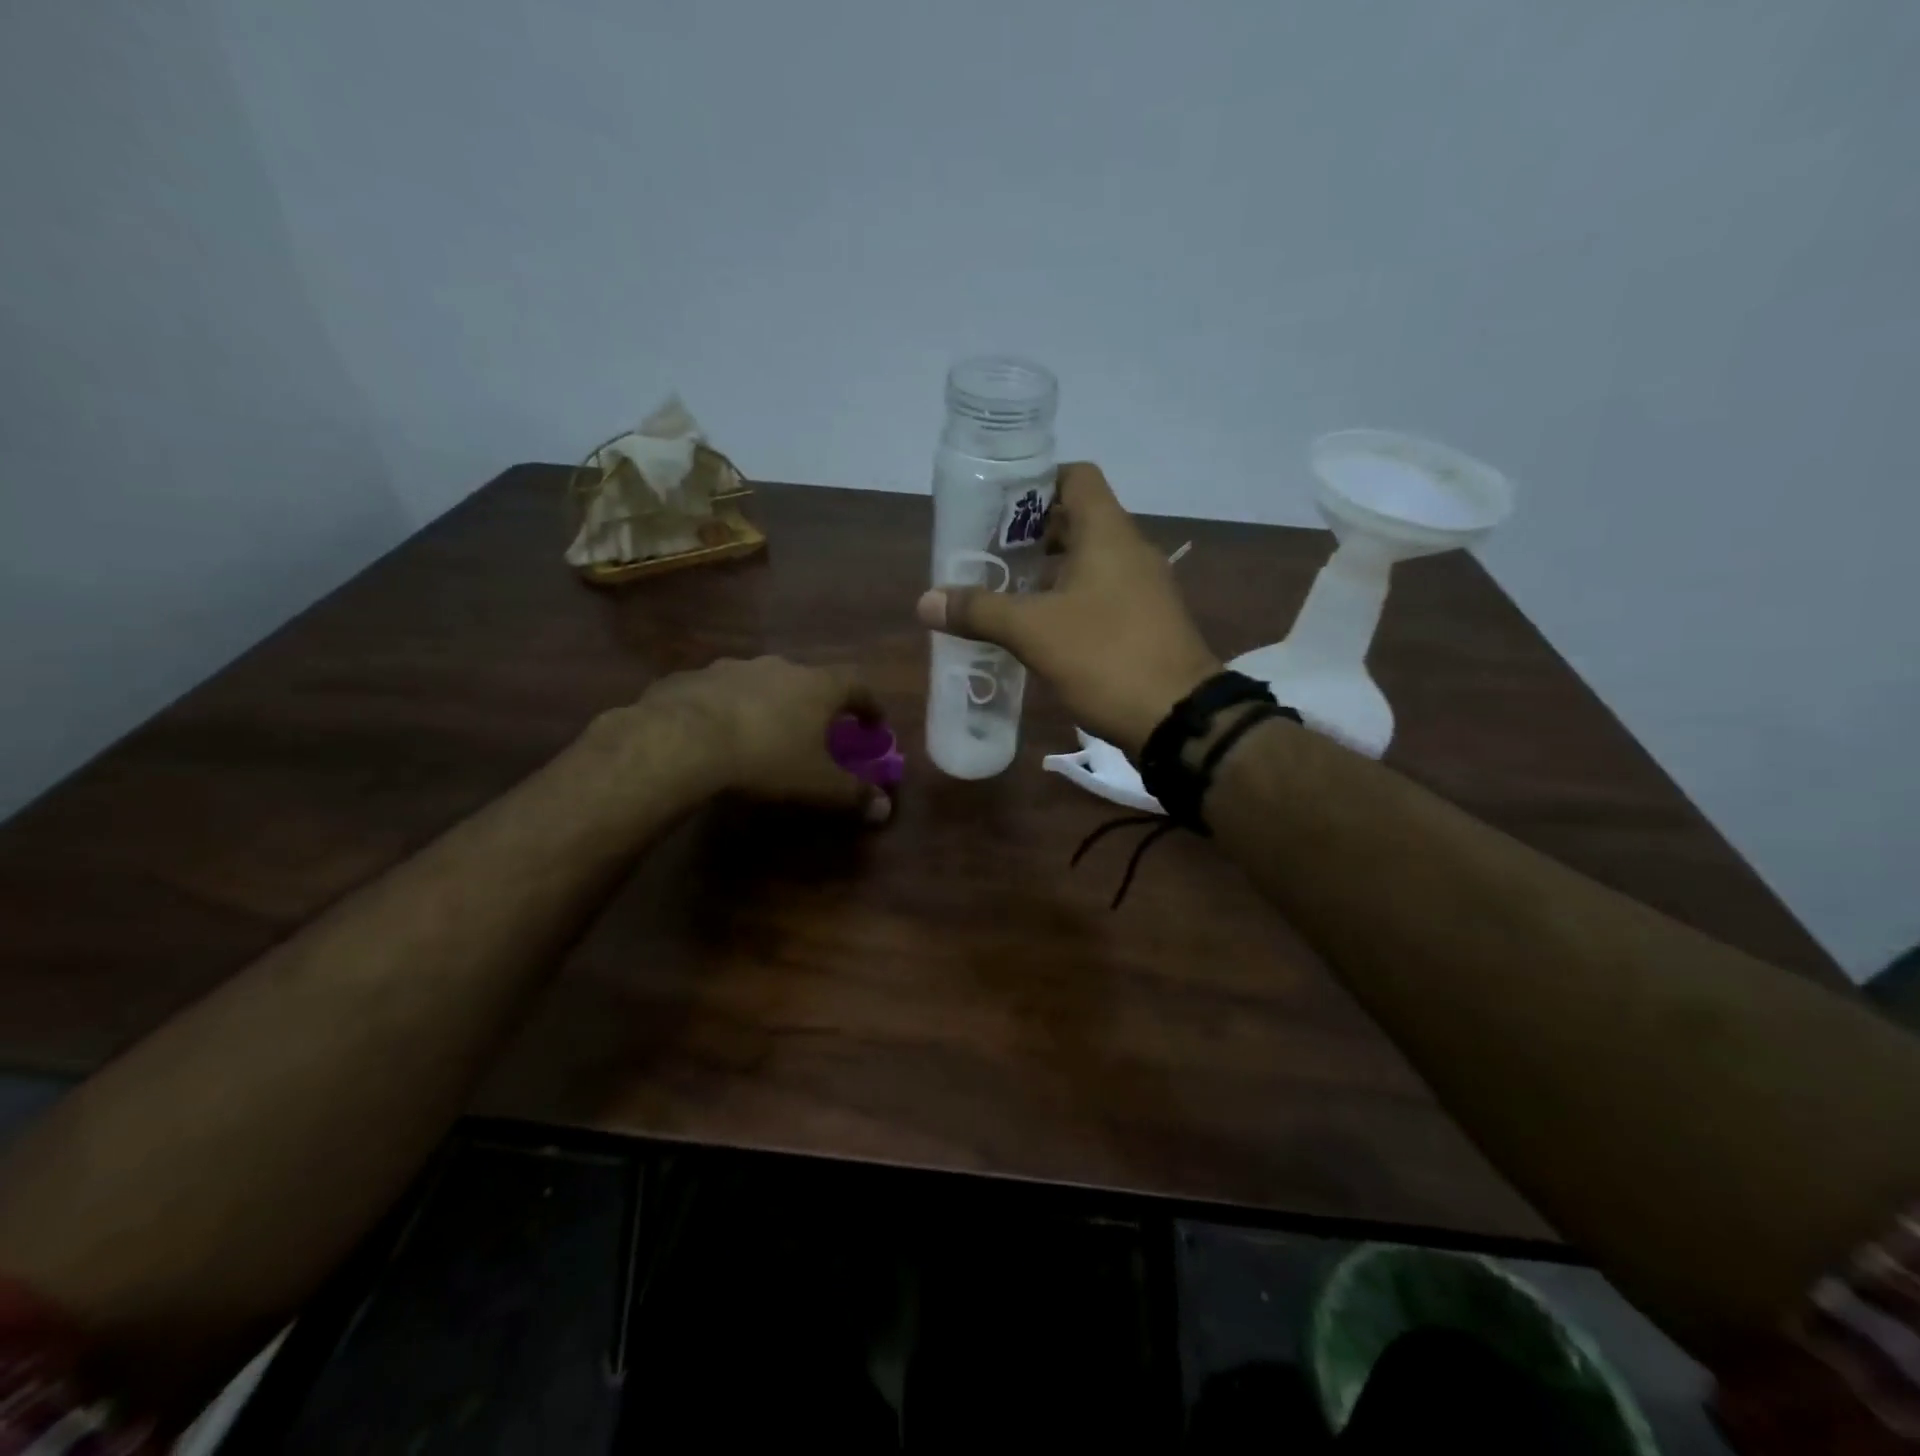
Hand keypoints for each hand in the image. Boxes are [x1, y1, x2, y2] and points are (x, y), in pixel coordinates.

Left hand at [599, 657, 892, 822]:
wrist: (682, 741)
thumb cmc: (766, 758)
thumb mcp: (817, 784)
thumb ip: (853, 793)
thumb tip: (884, 807)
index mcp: (817, 686)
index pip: (858, 685)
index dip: (870, 705)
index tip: (874, 725)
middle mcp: (779, 666)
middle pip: (809, 680)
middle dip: (816, 704)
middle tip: (815, 731)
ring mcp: (732, 668)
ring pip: (762, 683)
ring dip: (770, 703)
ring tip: (763, 732)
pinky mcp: (693, 678)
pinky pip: (721, 692)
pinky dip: (728, 709)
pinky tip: (717, 734)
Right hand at [916, 463, 1219, 756]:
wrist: (1179, 718)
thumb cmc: (1106, 658)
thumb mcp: (1034, 632)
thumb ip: (980, 611)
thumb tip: (925, 601)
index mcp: (1108, 534)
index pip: (1076, 477)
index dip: (1037, 482)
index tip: (998, 505)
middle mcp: (1129, 551)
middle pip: (1077, 520)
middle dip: (1031, 533)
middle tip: (987, 552)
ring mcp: (1142, 588)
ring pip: (1088, 561)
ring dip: (1047, 571)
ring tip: (1003, 590)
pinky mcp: (1144, 622)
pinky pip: (1100, 594)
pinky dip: (1067, 599)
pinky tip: (1038, 628)